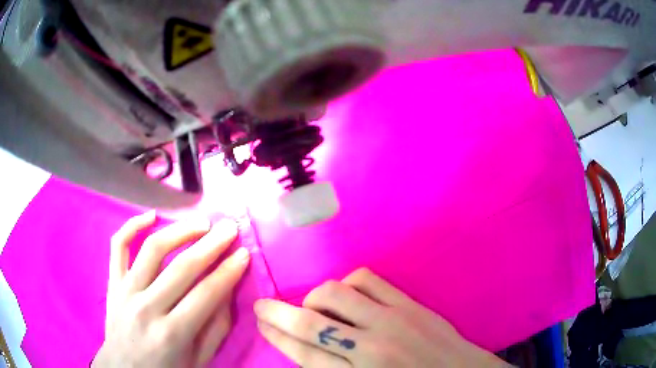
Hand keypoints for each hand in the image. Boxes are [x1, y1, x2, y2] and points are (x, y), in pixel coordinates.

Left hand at [93, 211, 249, 367]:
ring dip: (180, 230)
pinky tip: (152, 215)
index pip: (206, 294)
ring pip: (152, 249)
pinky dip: (132, 225)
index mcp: (172, 334)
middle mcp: (146, 308)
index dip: (229, 271)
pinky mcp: (112, 282)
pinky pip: (118, 246)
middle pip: (182, 267)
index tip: (244, 253)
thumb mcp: (198, 360)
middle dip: (211, 244)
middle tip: (229, 228)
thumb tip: (226, 291)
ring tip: (201, 223)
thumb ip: (215, 329)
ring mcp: (125, 291)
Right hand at [255, 268, 510, 367]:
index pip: (304, 354)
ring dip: (315, 299)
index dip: (277, 337)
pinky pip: (368, 280)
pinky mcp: (410, 304)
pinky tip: (347, 295)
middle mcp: (371, 346)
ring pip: (336, 294)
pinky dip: (348, 284)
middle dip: (278, 313)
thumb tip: (305, 349)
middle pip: (311, 323)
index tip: (260, 323)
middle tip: (262, 307)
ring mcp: (393, 320)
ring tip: (313, 307)